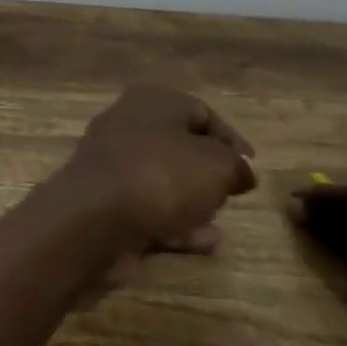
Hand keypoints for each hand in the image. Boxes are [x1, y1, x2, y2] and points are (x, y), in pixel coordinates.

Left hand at [60, 84, 256, 251]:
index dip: (231, 140)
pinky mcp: (103, 196)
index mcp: (153, 100)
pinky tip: (203, 244)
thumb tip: (240, 170)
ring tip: (218, 225)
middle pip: (179, 146)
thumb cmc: (162, 175)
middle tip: (230, 195)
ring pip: (163, 179)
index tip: (251, 168)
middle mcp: (128, 122)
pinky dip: (174, 222)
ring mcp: (112, 160)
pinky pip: (147, 206)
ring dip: (193, 202)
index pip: (201, 112)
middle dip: (208, 173)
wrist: (95, 214)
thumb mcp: (218, 165)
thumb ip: (236, 166)